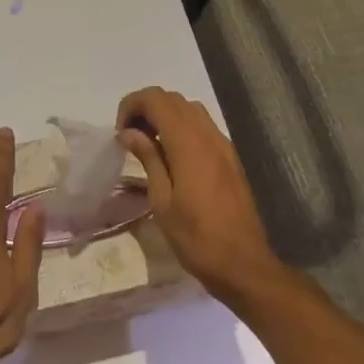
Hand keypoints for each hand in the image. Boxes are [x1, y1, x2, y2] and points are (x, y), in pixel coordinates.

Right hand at [116, 87, 283, 306]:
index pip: (157, 100)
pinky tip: (171, 156)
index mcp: (189, 144)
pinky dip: (182, 127)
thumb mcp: (162, 201)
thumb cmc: (196, 238)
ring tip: (148, 144)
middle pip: (173, 99)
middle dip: (147, 108)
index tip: (120, 132)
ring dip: (165, 115)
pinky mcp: (230, 157)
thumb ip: (148, 159)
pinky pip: (203, 126)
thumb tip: (129, 132)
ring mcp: (223, 144)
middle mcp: (208, 135)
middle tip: (129, 137)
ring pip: (190, 110)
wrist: (243, 263)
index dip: (132, 105)